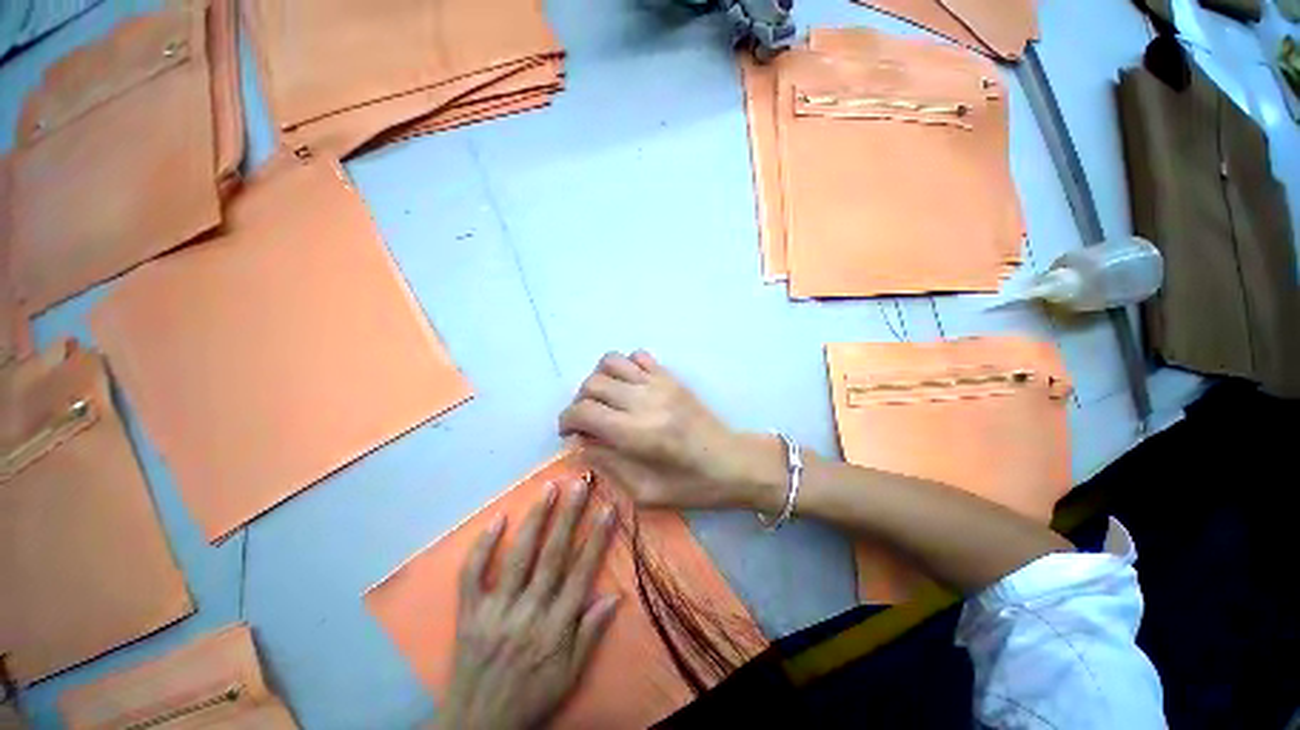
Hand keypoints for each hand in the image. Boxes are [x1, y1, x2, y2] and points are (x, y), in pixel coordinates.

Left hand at [437, 479, 618, 729]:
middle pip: (553, 555)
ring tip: (548, 489)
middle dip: (569, 516)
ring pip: (519, 556)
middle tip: (579, 485)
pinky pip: (473, 575)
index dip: (597, 538)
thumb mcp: (571, 675)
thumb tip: (615, 595)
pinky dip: (483, 546)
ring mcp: (496, 610)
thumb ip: (591, 634)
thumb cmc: (532, 696)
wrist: (477, 725)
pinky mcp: (470, 613)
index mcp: (555, 626)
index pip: (581, 572)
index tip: (607, 509)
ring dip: (535, 520)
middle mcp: (528, 612)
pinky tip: (498, 518)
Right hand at [558, 351, 785, 512]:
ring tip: (604, 400)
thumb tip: (581, 444)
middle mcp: (644, 401)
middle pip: (593, 383)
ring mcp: (660, 383)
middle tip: (586, 420)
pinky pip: (639, 356)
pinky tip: (629, 386)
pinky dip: (625, 366)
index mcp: (637, 434)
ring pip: (611, 362)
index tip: (569, 433)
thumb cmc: (693, 486)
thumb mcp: (646, 493)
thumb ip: (608, 465)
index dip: (566, 420)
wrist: (735, 463)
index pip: (584, 411)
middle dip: (579, 401)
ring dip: (599, 379)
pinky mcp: (672, 377)